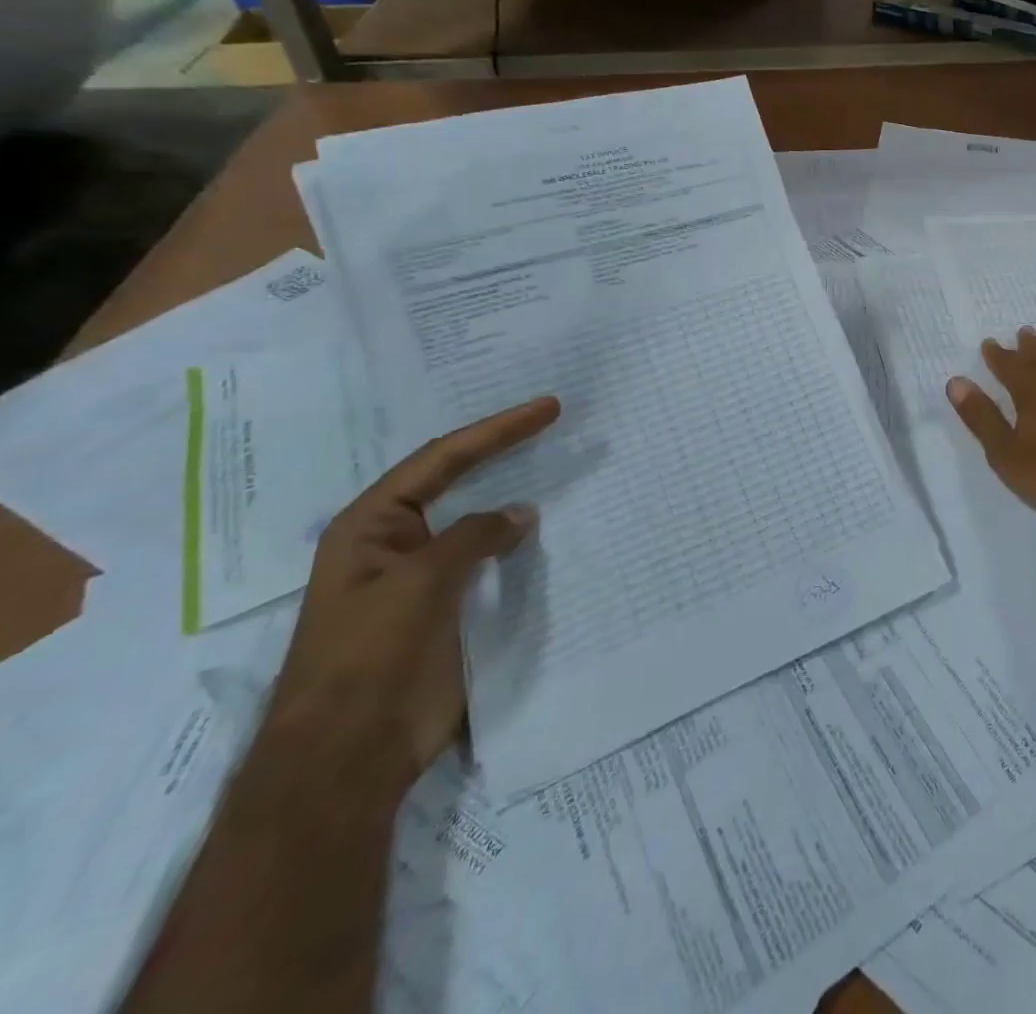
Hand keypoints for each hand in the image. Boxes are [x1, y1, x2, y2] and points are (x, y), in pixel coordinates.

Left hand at [262, 396, 561, 795]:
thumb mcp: (419, 583)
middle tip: (554, 421)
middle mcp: (397, 541)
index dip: (497, 430)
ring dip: (514, 493)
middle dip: (503, 449)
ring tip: (558, 466)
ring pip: (477, 520)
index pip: (442, 459)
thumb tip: (520, 512)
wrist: (349, 756)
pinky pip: (491, 559)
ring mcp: (424, 575)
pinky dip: (519, 539)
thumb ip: (472, 537)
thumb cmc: (370, 657)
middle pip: (457, 480)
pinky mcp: (450, 607)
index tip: (548, 408)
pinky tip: (547, 529)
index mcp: (371, 526)